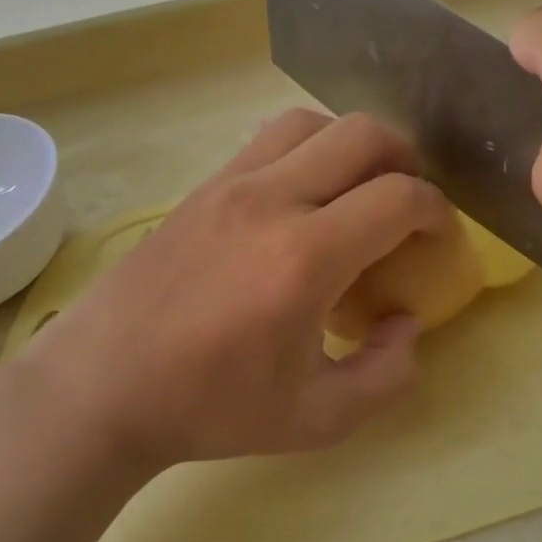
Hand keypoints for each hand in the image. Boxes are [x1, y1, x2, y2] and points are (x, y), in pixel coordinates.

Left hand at [8, 109, 452, 468]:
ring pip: (311, 122)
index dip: (438, 211)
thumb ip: (385, 375)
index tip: (440, 237)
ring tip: (358, 190)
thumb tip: (407, 323)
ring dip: (351, 145)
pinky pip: (268, 140)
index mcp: (304, 258)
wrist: (101, 387)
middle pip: (362, 135)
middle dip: (405, 161)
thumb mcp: (316, 419)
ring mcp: (230, 184)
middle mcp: (271, 202)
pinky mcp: (202, 187)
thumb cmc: (210, 408)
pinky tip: (303, 198)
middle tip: (408, 203)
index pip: (398, 198)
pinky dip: (306, 150)